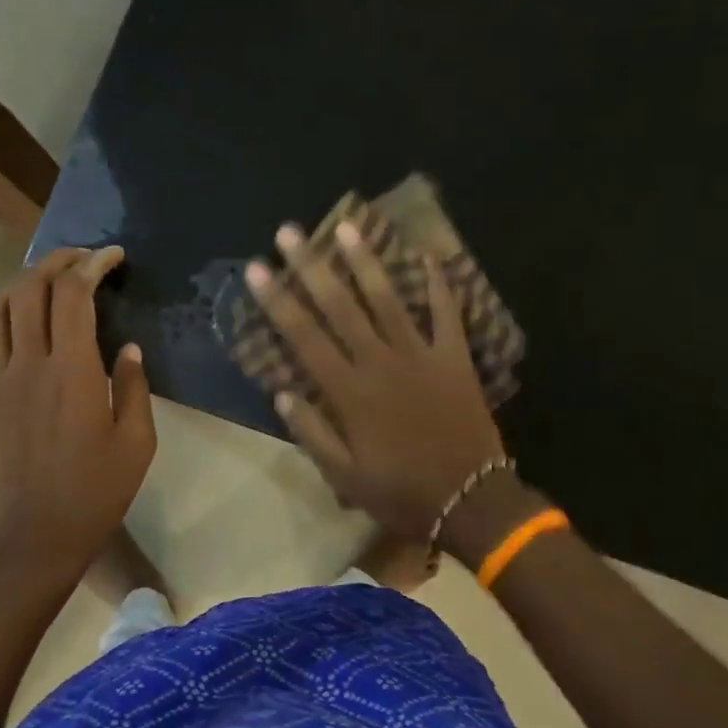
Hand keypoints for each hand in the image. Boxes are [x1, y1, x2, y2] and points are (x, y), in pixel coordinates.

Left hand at [0, 247, 156, 584]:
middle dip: (58, 262)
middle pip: (32, 290)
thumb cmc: (96, 491)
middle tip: (83, 258)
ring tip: (47, 275)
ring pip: (0, 307)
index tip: (113, 257)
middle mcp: (29, 363)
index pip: (74, 296)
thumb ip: (133, 386)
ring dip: (23, 280)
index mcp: (73, 371)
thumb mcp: (137, 441)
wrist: (36, 536)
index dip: (92, 265)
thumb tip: (126, 347)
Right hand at [246, 217, 505, 540]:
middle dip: (311, 266)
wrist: (471, 500)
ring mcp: (420, 355)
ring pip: (388, 299)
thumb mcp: (345, 477)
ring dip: (366, 261)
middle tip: (289, 231)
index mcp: (349, 392)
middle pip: (339, 306)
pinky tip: (427, 254)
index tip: (256, 268)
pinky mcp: (455, 357)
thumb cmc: (401, 492)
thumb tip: (282, 392)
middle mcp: (380, 362)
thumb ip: (312, 433)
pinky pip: (447, 313)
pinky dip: (439, 284)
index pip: (304, 336)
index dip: (277, 300)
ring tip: (347, 227)